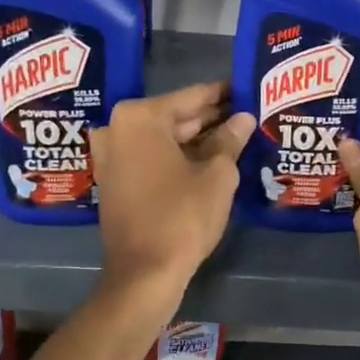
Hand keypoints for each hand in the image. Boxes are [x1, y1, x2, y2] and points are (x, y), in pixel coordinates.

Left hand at [90, 81, 255, 293]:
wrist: (144, 273)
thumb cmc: (182, 216)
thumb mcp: (217, 175)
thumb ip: (230, 140)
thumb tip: (243, 119)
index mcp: (140, 117)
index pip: (192, 97)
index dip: (223, 94)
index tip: (246, 87)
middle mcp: (118, 129)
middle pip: (175, 117)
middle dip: (211, 118)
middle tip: (247, 113)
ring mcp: (112, 156)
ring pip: (164, 139)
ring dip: (197, 139)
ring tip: (237, 135)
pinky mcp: (115, 181)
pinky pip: (152, 158)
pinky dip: (179, 157)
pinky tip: (211, 159)